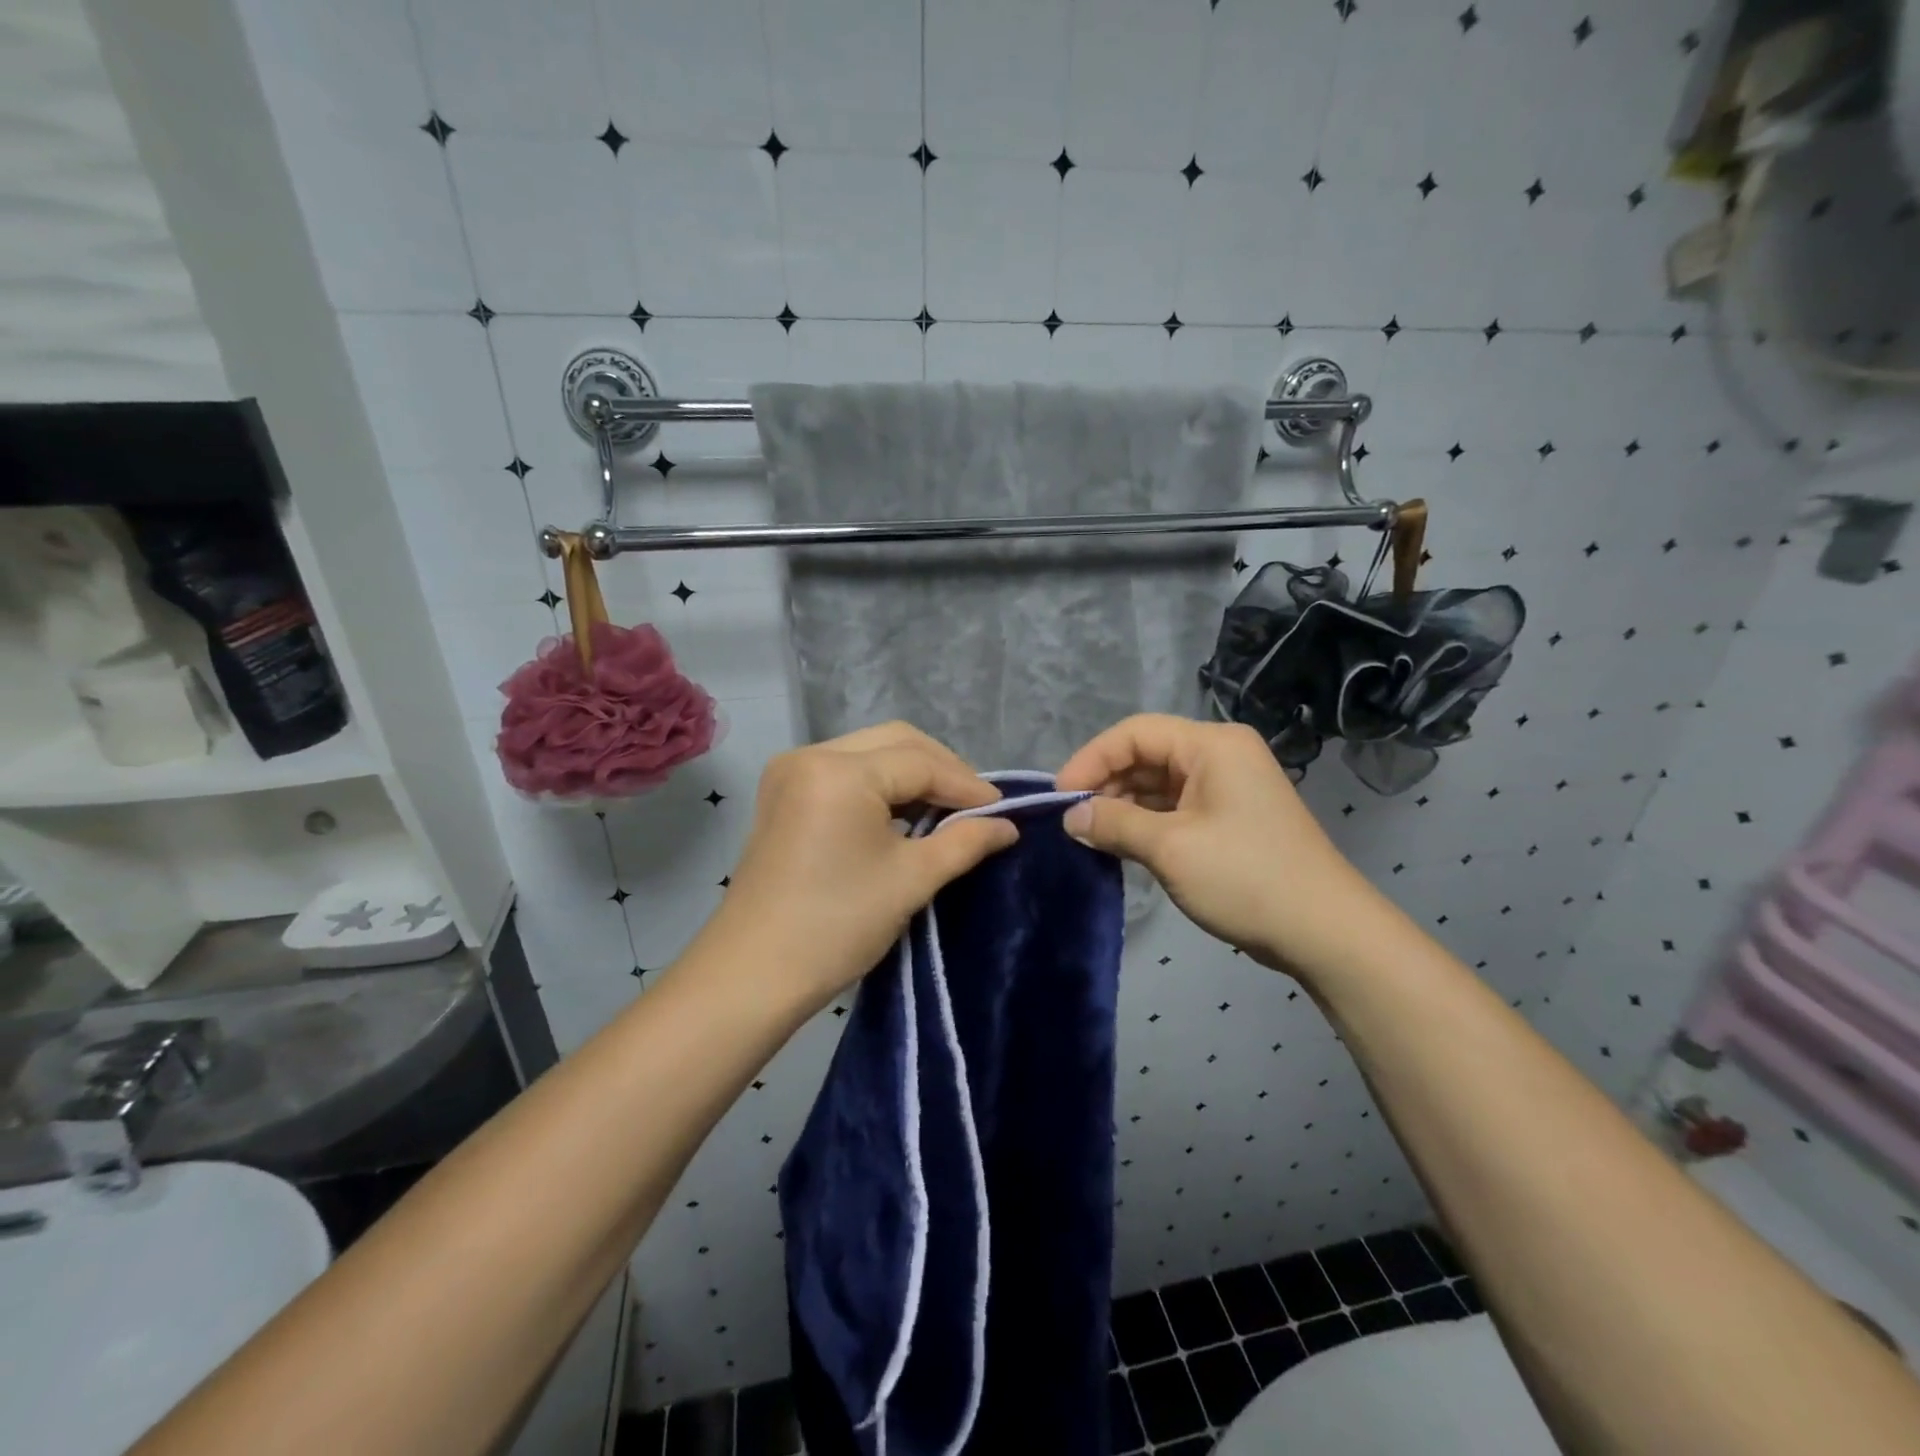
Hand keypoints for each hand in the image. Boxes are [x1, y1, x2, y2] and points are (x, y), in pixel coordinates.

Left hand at [697, 722, 1017, 1013]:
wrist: (753, 974)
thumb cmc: (837, 926)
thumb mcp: (912, 879)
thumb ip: (965, 841)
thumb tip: (1008, 826)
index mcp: (839, 771)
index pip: (920, 762)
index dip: (967, 785)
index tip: (1002, 812)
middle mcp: (810, 755)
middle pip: (894, 742)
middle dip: (941, 769)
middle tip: (976, 807)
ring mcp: (790, 772)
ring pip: (870, 752)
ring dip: (912, 774)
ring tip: (948, 810)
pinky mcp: (783, 794)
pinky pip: (845, 771)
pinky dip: (881, 785)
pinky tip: (906, 813)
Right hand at [1057, 714, 1381, 977]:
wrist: (1325, 932)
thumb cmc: (1246, 877)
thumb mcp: (1170, 848)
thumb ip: (1113, 824)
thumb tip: (1070, 818)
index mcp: (1212, 745)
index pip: (1135, 733)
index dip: (1091, 759)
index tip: (1060, 796)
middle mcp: (1220, 755)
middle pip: (1147, 754)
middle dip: (1106, 784)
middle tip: (1073, 821)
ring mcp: (1227, 787)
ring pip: (1159, 783)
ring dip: (1123, 806)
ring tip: (1091, 835)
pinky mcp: (1229, 818)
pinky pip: (1175, 807)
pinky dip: (1145, 822)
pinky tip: (1121, 844)